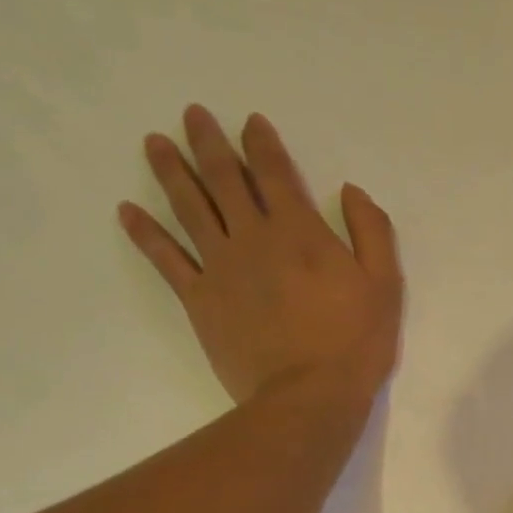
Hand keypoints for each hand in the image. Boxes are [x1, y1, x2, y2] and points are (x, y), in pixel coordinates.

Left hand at [118, 105, 402, 408]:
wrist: (308, 396)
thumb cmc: (354, 343)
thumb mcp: (385, 285)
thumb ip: (372, 231)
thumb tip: (351, 190)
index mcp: (299, 231)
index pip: (274, 172)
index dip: (261, 143)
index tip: (249, 122)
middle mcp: (253, 238)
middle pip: (224, 180)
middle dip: (208, 143)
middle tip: (192, 115)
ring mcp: (220, 268)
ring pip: (189, 208)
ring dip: (171, 172)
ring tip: (154, 144)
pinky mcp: (199, 300)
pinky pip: (166, 260)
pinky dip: (145, 233)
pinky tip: (127, 212)